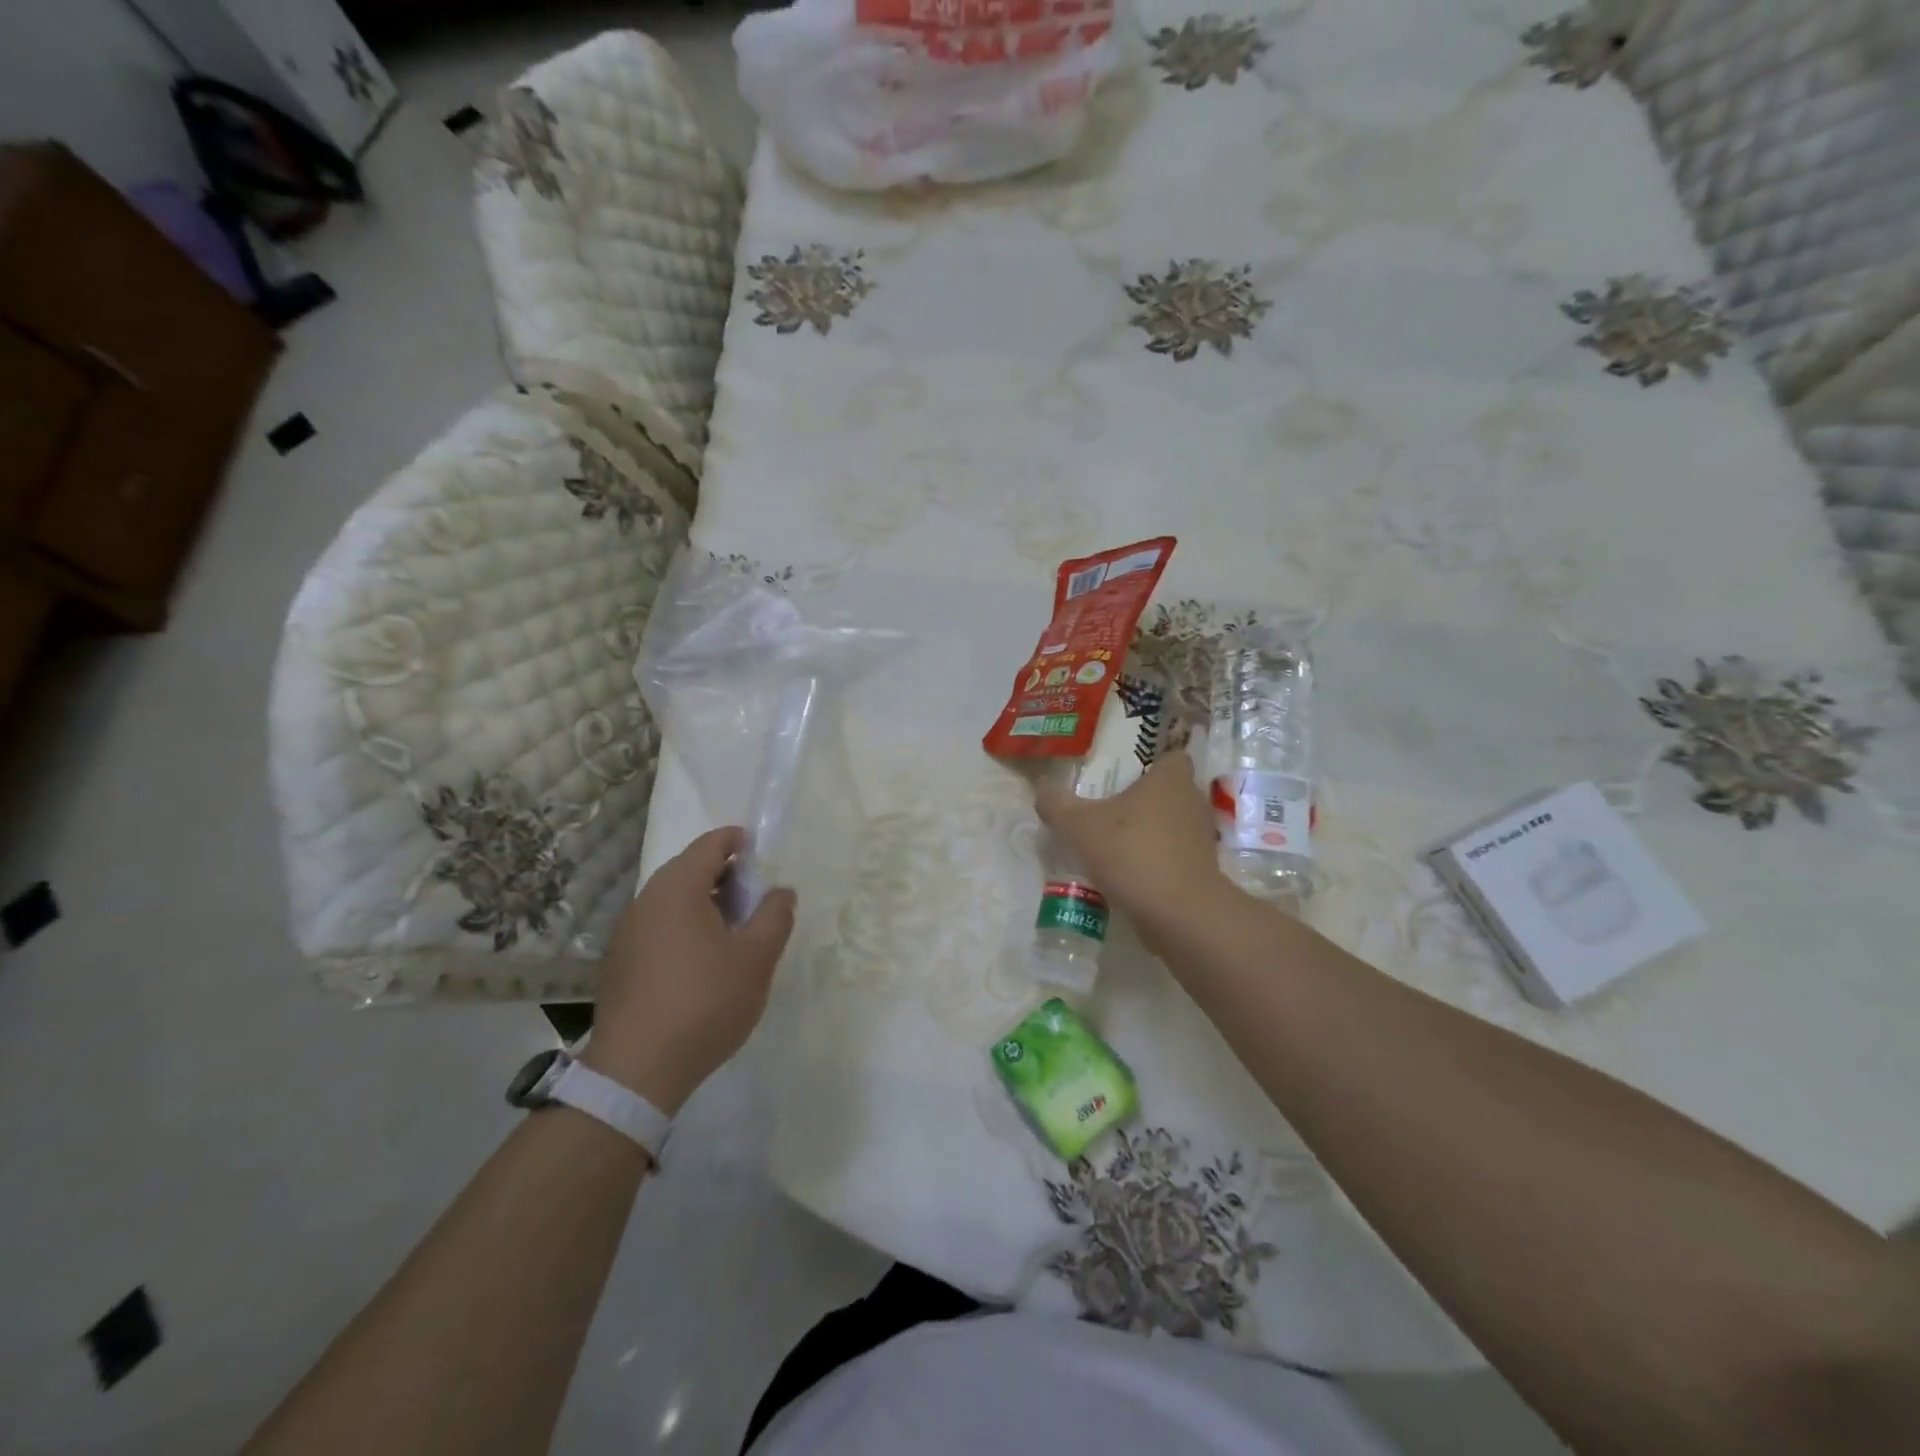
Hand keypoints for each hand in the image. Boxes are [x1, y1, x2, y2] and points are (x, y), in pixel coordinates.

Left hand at [582, 827, 795, 1115]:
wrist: (637, 1070)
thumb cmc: (705, 1002)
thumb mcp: (756, 958)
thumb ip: (775, 916)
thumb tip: (780, 892)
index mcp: (678, 889)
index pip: (710, 845)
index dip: (738, 842)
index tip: (762, 854)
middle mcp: (646, 900)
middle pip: (689, 869)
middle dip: (725, 874)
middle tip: (756, 896)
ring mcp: (628, 932)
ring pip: (672, 899)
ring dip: (705, 902)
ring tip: (736, 929)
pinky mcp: (621, 962)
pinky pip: (659, 925)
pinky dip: (685, 926)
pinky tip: (704, 959)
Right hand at [1034, 750, 1229, 952]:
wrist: (1178, 913)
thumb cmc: (1131, 852)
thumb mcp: (1079, 826)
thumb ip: (1057, 805)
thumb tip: (1041, 790)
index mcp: (1171, 779)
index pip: (1171, 756)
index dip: (1152, 762)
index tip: (1125, 775)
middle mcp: (1192, 801)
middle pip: (1169, 791)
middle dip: (1143, 799)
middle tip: (1109, 807)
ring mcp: (1201, 838)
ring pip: (1172, 825)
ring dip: (1148, 831)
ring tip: (1114, 842)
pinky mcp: (1201, 870)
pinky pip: (1174, 854)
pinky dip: (1155, 859)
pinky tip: (1126, 872)